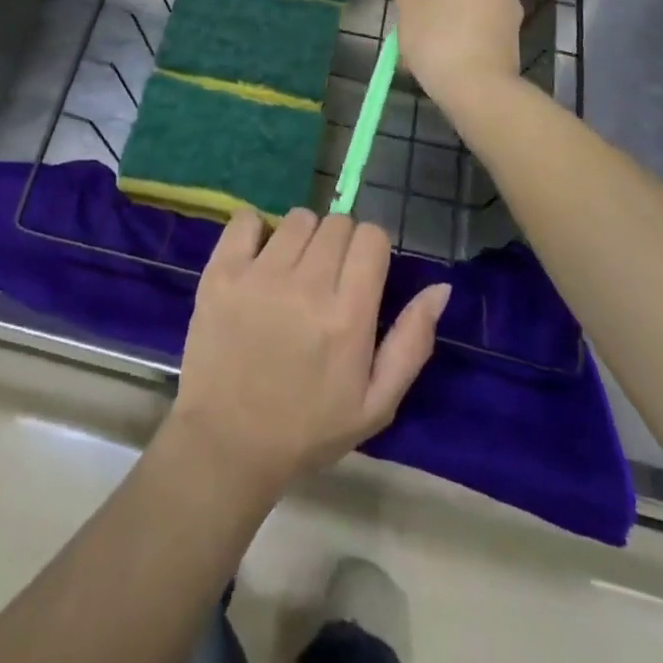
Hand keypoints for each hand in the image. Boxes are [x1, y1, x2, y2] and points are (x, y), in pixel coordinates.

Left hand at [168, 209, 449, 499]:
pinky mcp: (221, 272)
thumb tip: (440, 287)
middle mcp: (306, 286)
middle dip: (339, 244)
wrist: (226, 444)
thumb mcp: (376, 404)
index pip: (371, 237)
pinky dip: (254, 230)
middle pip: (336, 223)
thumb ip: (412, 342)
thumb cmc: (307, 429)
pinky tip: (256, 259)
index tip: (361, 274)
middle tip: (326, 280)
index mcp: (348, 317)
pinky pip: (245, 218)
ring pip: (297, 218)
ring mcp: (259, 275)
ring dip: (302, 238)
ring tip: (292, 272)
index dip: (371, 250)